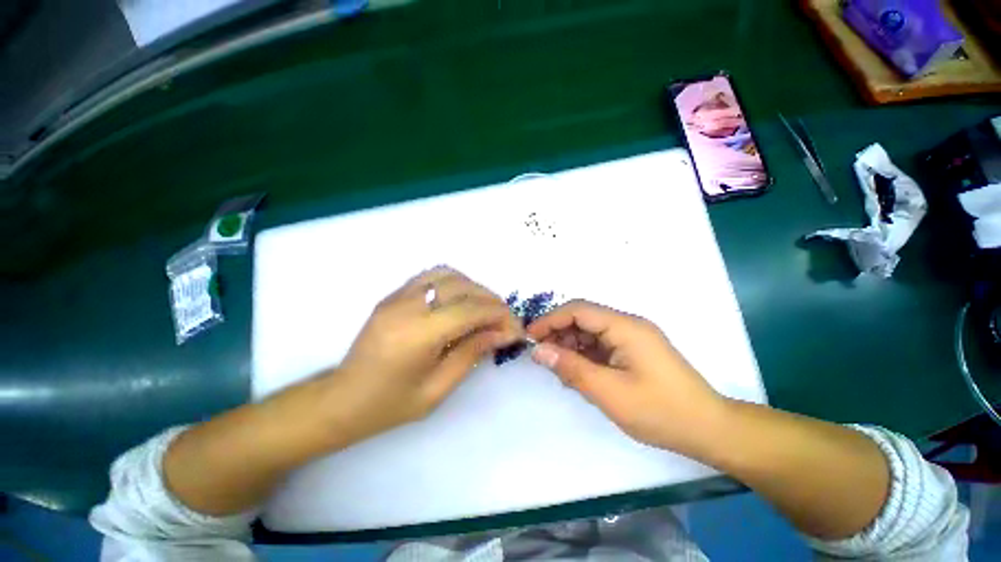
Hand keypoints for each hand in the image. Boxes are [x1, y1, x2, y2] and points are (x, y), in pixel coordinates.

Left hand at [328, 266, 523, 444]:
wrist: (342, 399)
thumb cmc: (390, 404)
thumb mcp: (437, 389)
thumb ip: (472, 354)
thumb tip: (502, 333)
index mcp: (418, 334)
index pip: (471, 310)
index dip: (499, 315)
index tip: (516, 328)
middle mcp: (408, 306)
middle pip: (462, 287)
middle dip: (491, 300)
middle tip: (504, 320)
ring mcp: (398, 296)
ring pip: (448, 274)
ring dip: (473, 288)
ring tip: (484, 309)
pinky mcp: (393, 295)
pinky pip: (431, 276)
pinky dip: (454, 283)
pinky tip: (461, 301)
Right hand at [527, 300, 725, 451]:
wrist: (709, 429)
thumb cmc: (660, 411)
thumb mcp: (609, 393)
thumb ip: (571, 369)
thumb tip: (538, 351)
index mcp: (625, 327)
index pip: (578, 310)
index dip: (551, 320)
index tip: (530, 336)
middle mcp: (628, 325)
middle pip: (583, 318)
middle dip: (559, 333)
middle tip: (542, 355)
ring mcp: (632, 338)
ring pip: (590, 331)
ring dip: (571, 345)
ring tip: (558, 367)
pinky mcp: (633, 351)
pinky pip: (601, 345)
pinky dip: (584, 355)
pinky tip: (577, 372)